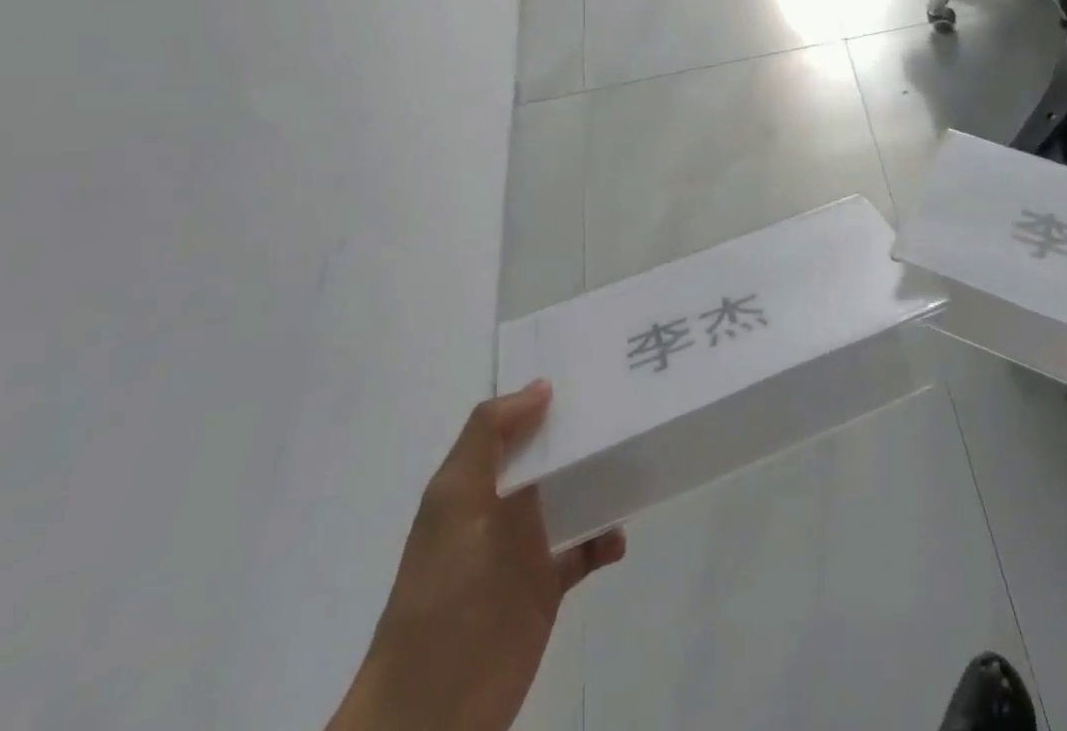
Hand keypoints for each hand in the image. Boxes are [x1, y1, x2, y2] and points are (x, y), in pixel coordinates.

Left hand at [328, 381, 625, 730]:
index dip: (543, 396)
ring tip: (636, 457)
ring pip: (570, 495)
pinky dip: (604, 539)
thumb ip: (489, 437)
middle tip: (627, 402)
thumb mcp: (455, 501)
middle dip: (581, 432)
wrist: (430, 710)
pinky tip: (619, 537)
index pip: (513, 423)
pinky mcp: (546, 587)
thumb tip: (542, 386)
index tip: (590, 368)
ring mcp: (525, 547)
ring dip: (599, 479)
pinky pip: (584, 550)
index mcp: (475, 480)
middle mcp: (501, 506)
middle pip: (547, 455)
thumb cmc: (442, 591)